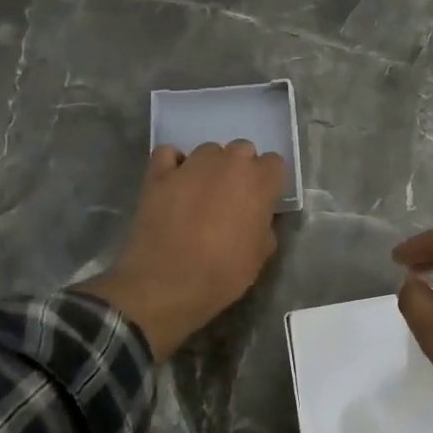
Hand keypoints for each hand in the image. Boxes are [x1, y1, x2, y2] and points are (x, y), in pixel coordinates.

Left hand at [82, 142, 285, 358]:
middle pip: (242, 150)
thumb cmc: (223, 273)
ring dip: (210, 166)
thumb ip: (265, 224)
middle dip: (240, 169)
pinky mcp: (159, 173)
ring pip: (208, 150)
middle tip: (232, 198)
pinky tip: (174, 182)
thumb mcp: (261, 254)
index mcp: (259, 181)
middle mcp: (228, 162)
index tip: (262, 201)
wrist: (168, 283)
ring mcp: (191, 164)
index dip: (268, 182)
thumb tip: (257, 216)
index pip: (274, 162)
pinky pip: (169, 154)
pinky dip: (174, 163)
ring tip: (200, 193)